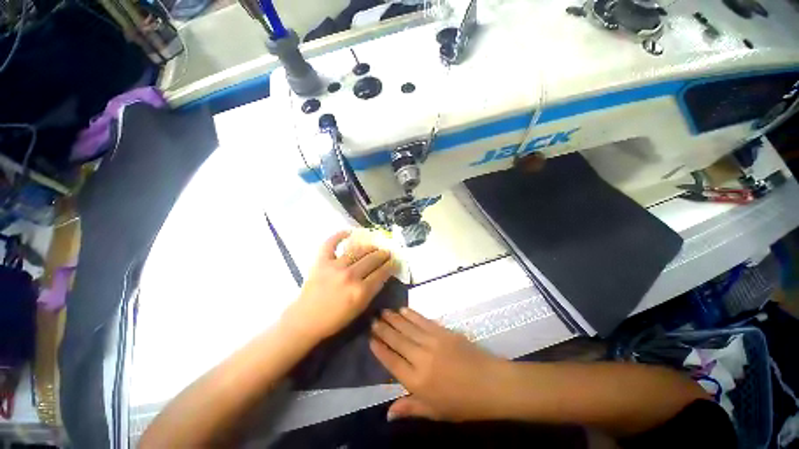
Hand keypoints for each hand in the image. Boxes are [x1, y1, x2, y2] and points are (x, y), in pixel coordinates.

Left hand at [283, 231, 396, 341]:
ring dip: (369, 247)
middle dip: (383, 254)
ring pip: (358, 250)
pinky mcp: (321, 261)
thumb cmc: (335, 319)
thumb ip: (372, 290)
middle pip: (373, 259)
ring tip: (374, 246)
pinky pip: (331, 243)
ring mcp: (334, 266)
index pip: (382, 272)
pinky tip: (349, 231)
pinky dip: (339, 235)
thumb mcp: (360, 309)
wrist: (305, 320)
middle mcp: (350, 276)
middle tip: (386, 253)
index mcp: (361, 291)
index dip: (391, 265)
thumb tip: (382, 273)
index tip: (395, 261)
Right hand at [370, 308, 508, 421]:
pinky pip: (423, 321)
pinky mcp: (443, 332)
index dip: (380, 350)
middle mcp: (421, 358)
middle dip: (383, 330)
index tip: (370, 340)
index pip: (392, 362)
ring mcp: (432, 342)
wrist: (490, 383)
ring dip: (394, 319)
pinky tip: (403, 310)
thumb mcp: (435, 412)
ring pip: (408, 328)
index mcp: (417, 381)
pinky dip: (412, 315)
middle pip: (397, 341)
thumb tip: (387, 414)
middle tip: (373, 320)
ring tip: (383, 311)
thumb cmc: (462, 403)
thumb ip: (410, 408)